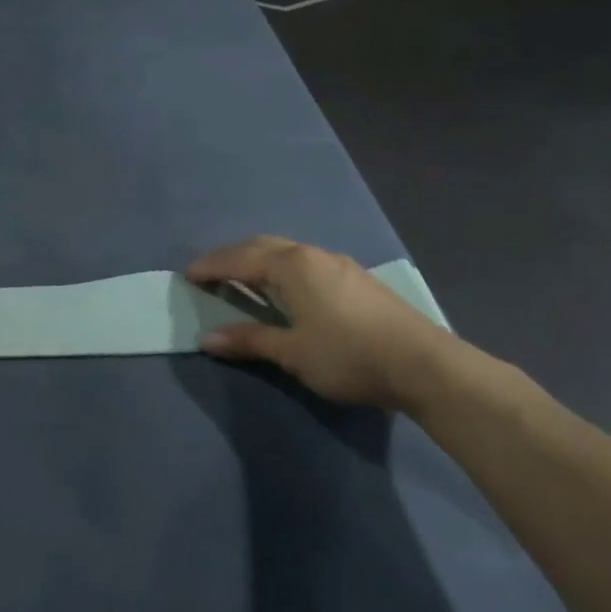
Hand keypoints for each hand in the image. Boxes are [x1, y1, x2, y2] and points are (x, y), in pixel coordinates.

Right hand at [186, 236, 455, 409]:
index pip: (240, 259)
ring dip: (259, 261)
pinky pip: (305, 263)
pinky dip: (281, 270)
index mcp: (292, 266)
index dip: (211, 266)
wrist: (423, 364)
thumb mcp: (292, 352)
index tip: (187, 275)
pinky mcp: (356, 280)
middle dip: (232, 257)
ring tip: (242, 280)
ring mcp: (339, 265)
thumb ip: (249, 340)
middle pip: (263, 246)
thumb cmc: (348, 355)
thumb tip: (208, 337)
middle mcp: (313, 255)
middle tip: (210, 273)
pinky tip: (284, 290)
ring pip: (287, 253)